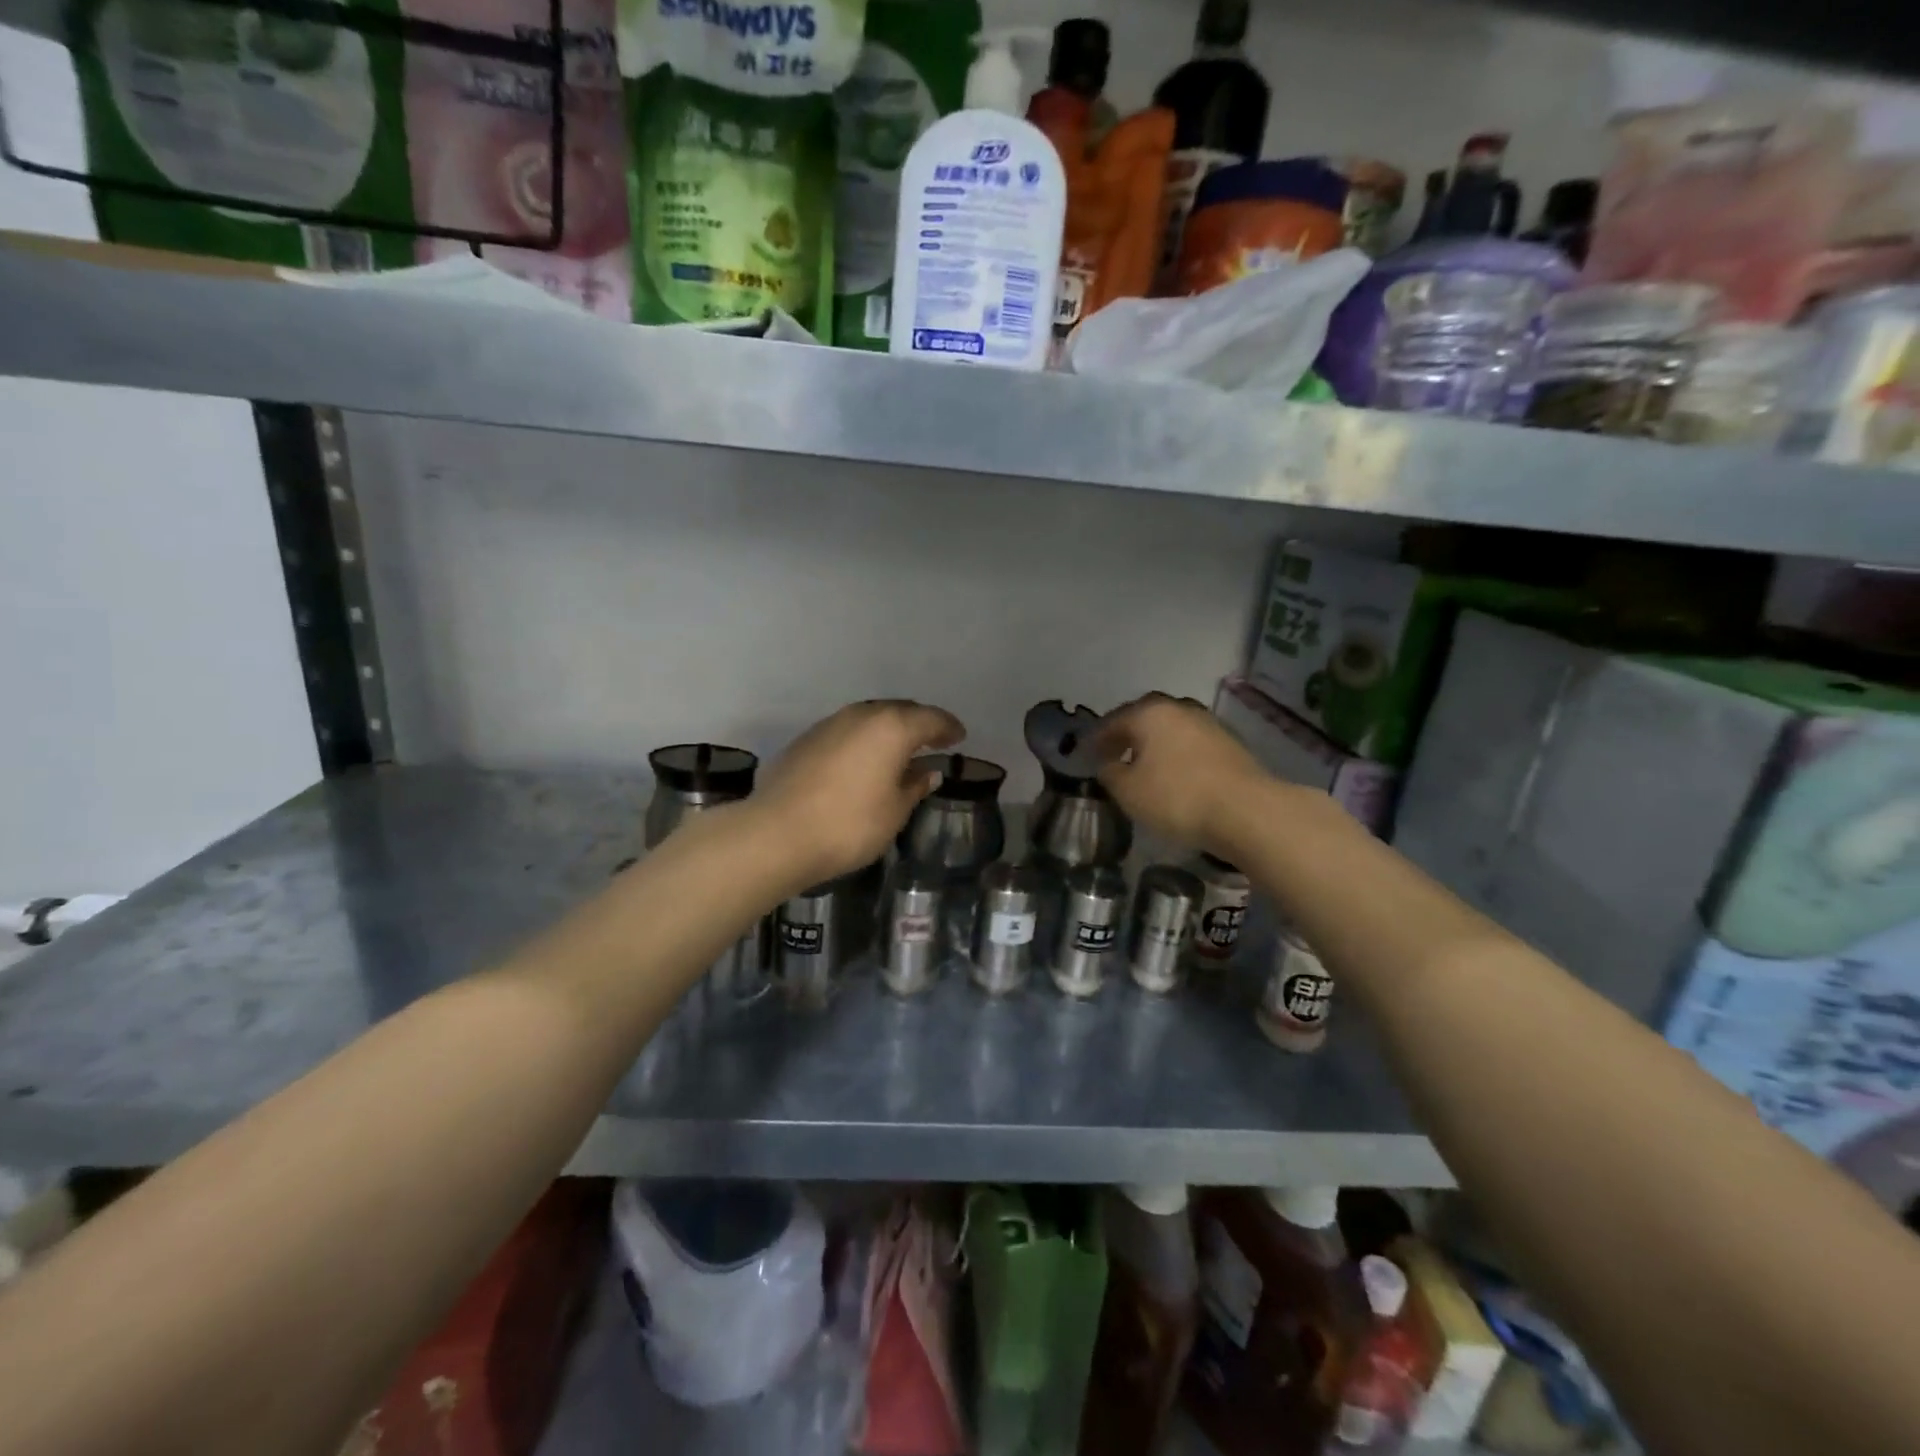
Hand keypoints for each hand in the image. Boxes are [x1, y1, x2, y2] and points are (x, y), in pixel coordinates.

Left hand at [753, 700, 965, 886]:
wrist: (776, 833)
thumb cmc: (849, 824)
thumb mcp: (894, 811)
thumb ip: (914, 786)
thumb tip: (928, 772)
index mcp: (891, 727)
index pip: (930, 719)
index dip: (948, 727)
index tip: (959, 737)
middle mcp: (861, 715)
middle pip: (899, 710)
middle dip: (919, 723)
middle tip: (933, 740)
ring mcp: (829, 724)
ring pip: (869, 717)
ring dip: (888, 730)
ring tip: (899, 751)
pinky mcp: (805, 740)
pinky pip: (846, 731)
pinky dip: (862, 740)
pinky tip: (863, 761)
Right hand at [1094, 693, 1271, 853]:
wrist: (1246, 810)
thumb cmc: (1176, 797)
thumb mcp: (1128, 791)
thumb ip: (1110, 773)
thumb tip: (1108, 764)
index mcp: (1150, 713)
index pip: (1113, 721)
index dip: (1096, 739)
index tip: (1084, 755)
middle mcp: (1179, 708)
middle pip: (1144, 718)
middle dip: (1126, 735)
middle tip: (1112, 754)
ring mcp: (1208, 723)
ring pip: (1170, 729)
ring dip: (1153, 744)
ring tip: (1142, 766)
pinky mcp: (1229, 743)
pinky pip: (1190, 743)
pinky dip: (1175, 754)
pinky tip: (1172, 774)